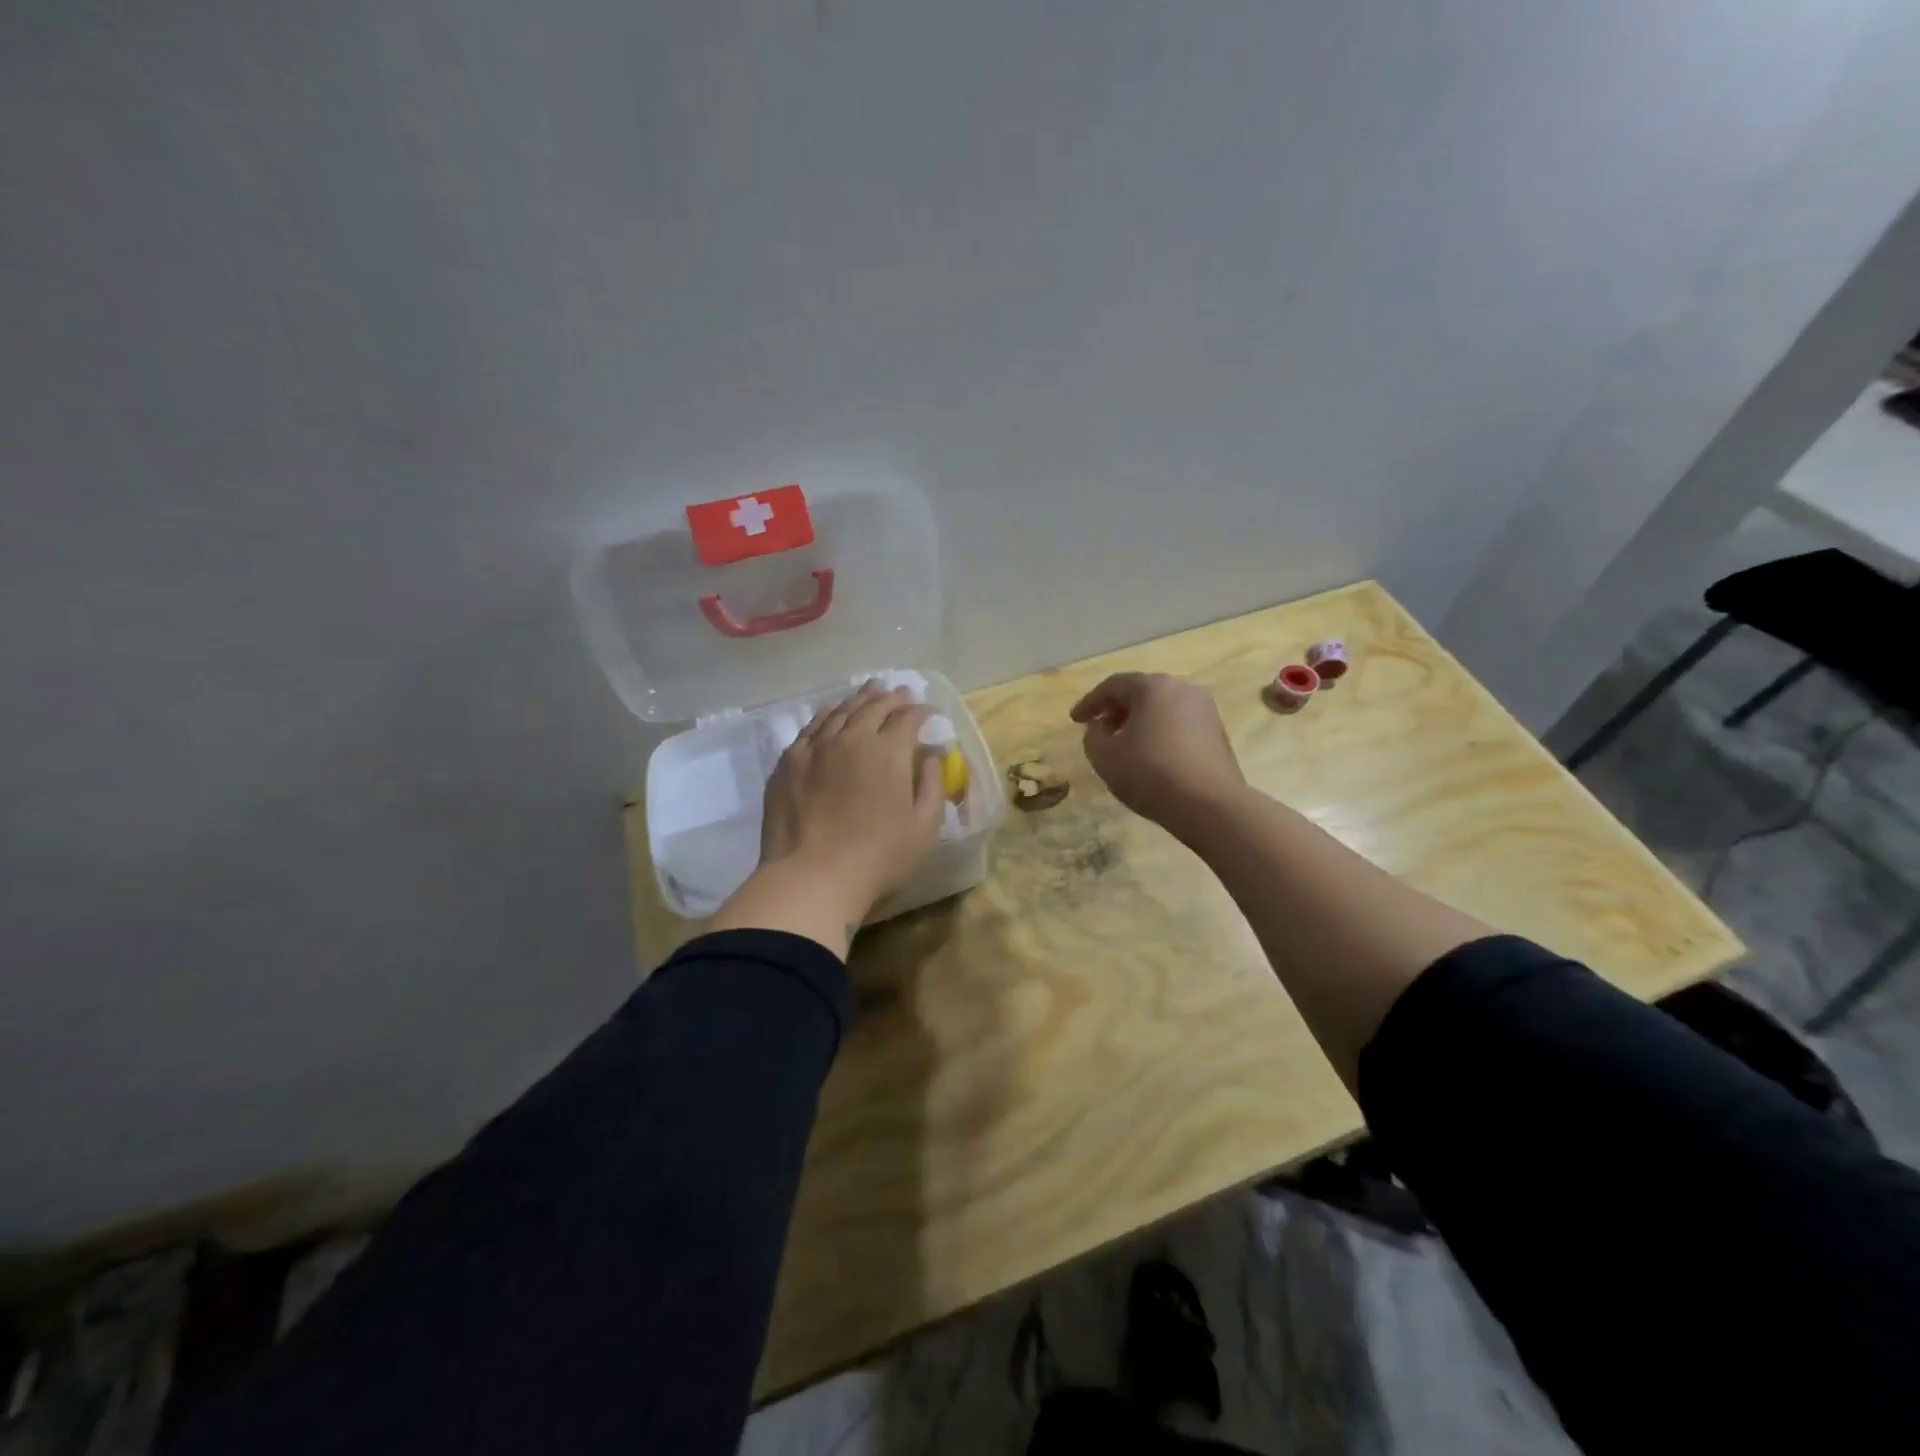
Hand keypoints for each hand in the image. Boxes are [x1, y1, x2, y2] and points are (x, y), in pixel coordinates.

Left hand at [757, 681, 946, 926]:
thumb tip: (931, 757)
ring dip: (860, 699)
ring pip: (841, 711)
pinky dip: (827, 714)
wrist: (812, 878)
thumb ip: (932, 786)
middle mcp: (852, 738)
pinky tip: (831, 713)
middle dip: (892, 697)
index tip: (929, 713)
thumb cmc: (878, 858)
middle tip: (902, 693)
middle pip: (874, 706)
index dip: (922, 712)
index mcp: (888, 752)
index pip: (908, 718)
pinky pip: (811, 727)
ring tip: (871, 692)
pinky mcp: (789, 761)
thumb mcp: (924, 828)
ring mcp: (816, 747)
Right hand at [1070, 672, 1246, 834]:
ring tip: (1124, 744)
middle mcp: (1182, 688)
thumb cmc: (1150, 774)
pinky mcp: (1218, 731)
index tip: (1074, 720)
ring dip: (1139, 721)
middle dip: (1116, 709)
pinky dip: (1160, 731)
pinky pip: (1179, 723)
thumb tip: (1100, 727)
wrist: (1210, 806)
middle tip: (1099, 729)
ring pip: (1162, 707)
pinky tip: (1151, 755)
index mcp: (1153, 687)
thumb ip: (1093, 736)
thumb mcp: (1104, 757)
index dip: (1090, 702)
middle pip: (1141, 692)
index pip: (1113, 686)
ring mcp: (1205, 709)